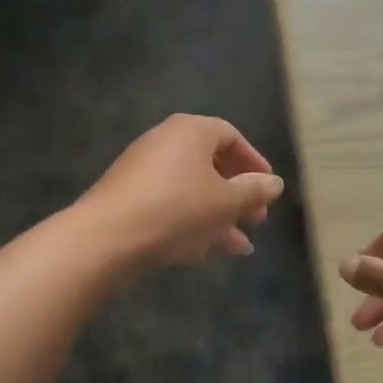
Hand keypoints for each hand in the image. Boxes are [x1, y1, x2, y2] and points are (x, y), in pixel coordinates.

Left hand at [77, 114, 284, 268]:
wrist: (108, 237)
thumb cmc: (177, 209)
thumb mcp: (226, 202)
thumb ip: (254, 191)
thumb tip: (274, 183)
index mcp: (190, 130)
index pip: (230, 136)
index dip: (253, 162)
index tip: (268, 188)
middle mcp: (165, 141)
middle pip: (210, 164)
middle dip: (237, 194)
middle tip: (256, 219)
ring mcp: (143, 170)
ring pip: (192, 190)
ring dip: (219, 215)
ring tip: (241, 246)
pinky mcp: (128, 198)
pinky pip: (170, 205)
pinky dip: (191, 222)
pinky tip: (208, 252)